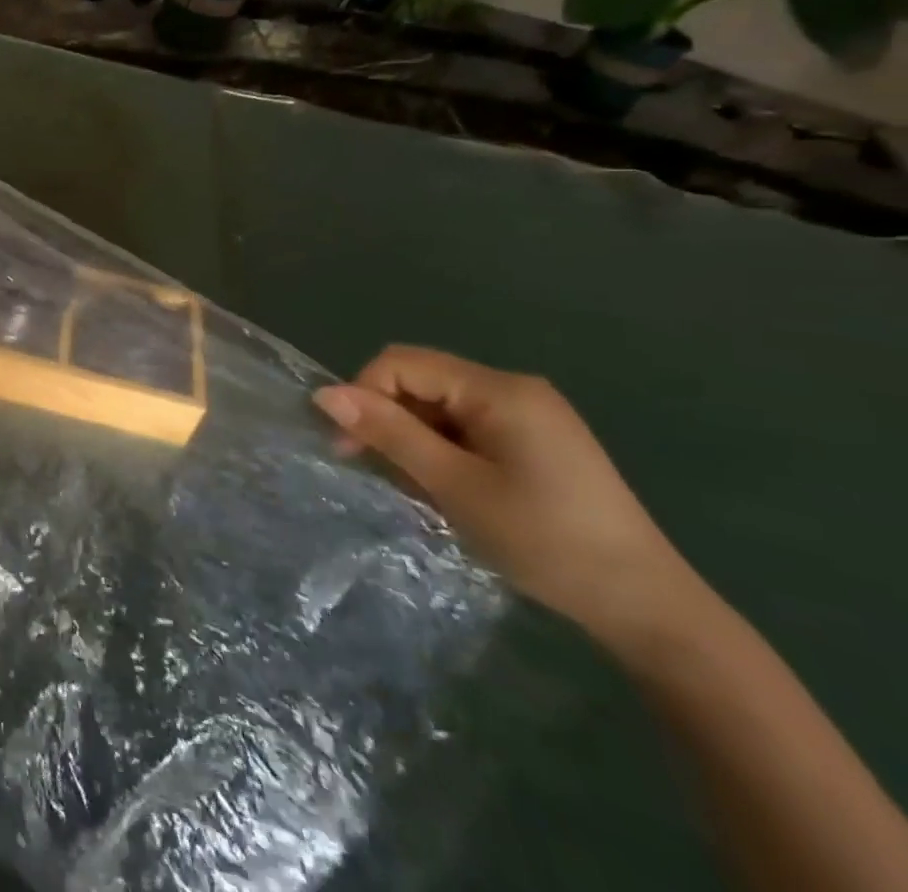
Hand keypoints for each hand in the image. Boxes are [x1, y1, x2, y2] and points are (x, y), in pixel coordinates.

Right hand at [314, 346, 695, 653]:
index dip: (364, 394)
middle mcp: (514, 388)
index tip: (348, 448)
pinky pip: (467, 426)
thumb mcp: (455, 486)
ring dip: (414, 438)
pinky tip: (448, 488)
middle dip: (388, 419)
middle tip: (377, 471)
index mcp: (499, 389)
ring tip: (417, 489)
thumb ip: (389, 433)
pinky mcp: (536, 440)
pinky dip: (443, 449)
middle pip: (421, 381)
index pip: (402, 363)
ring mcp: (530, 414)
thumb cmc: (546, 542)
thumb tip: (324, 394)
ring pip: (441, 406)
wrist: (650, 610)